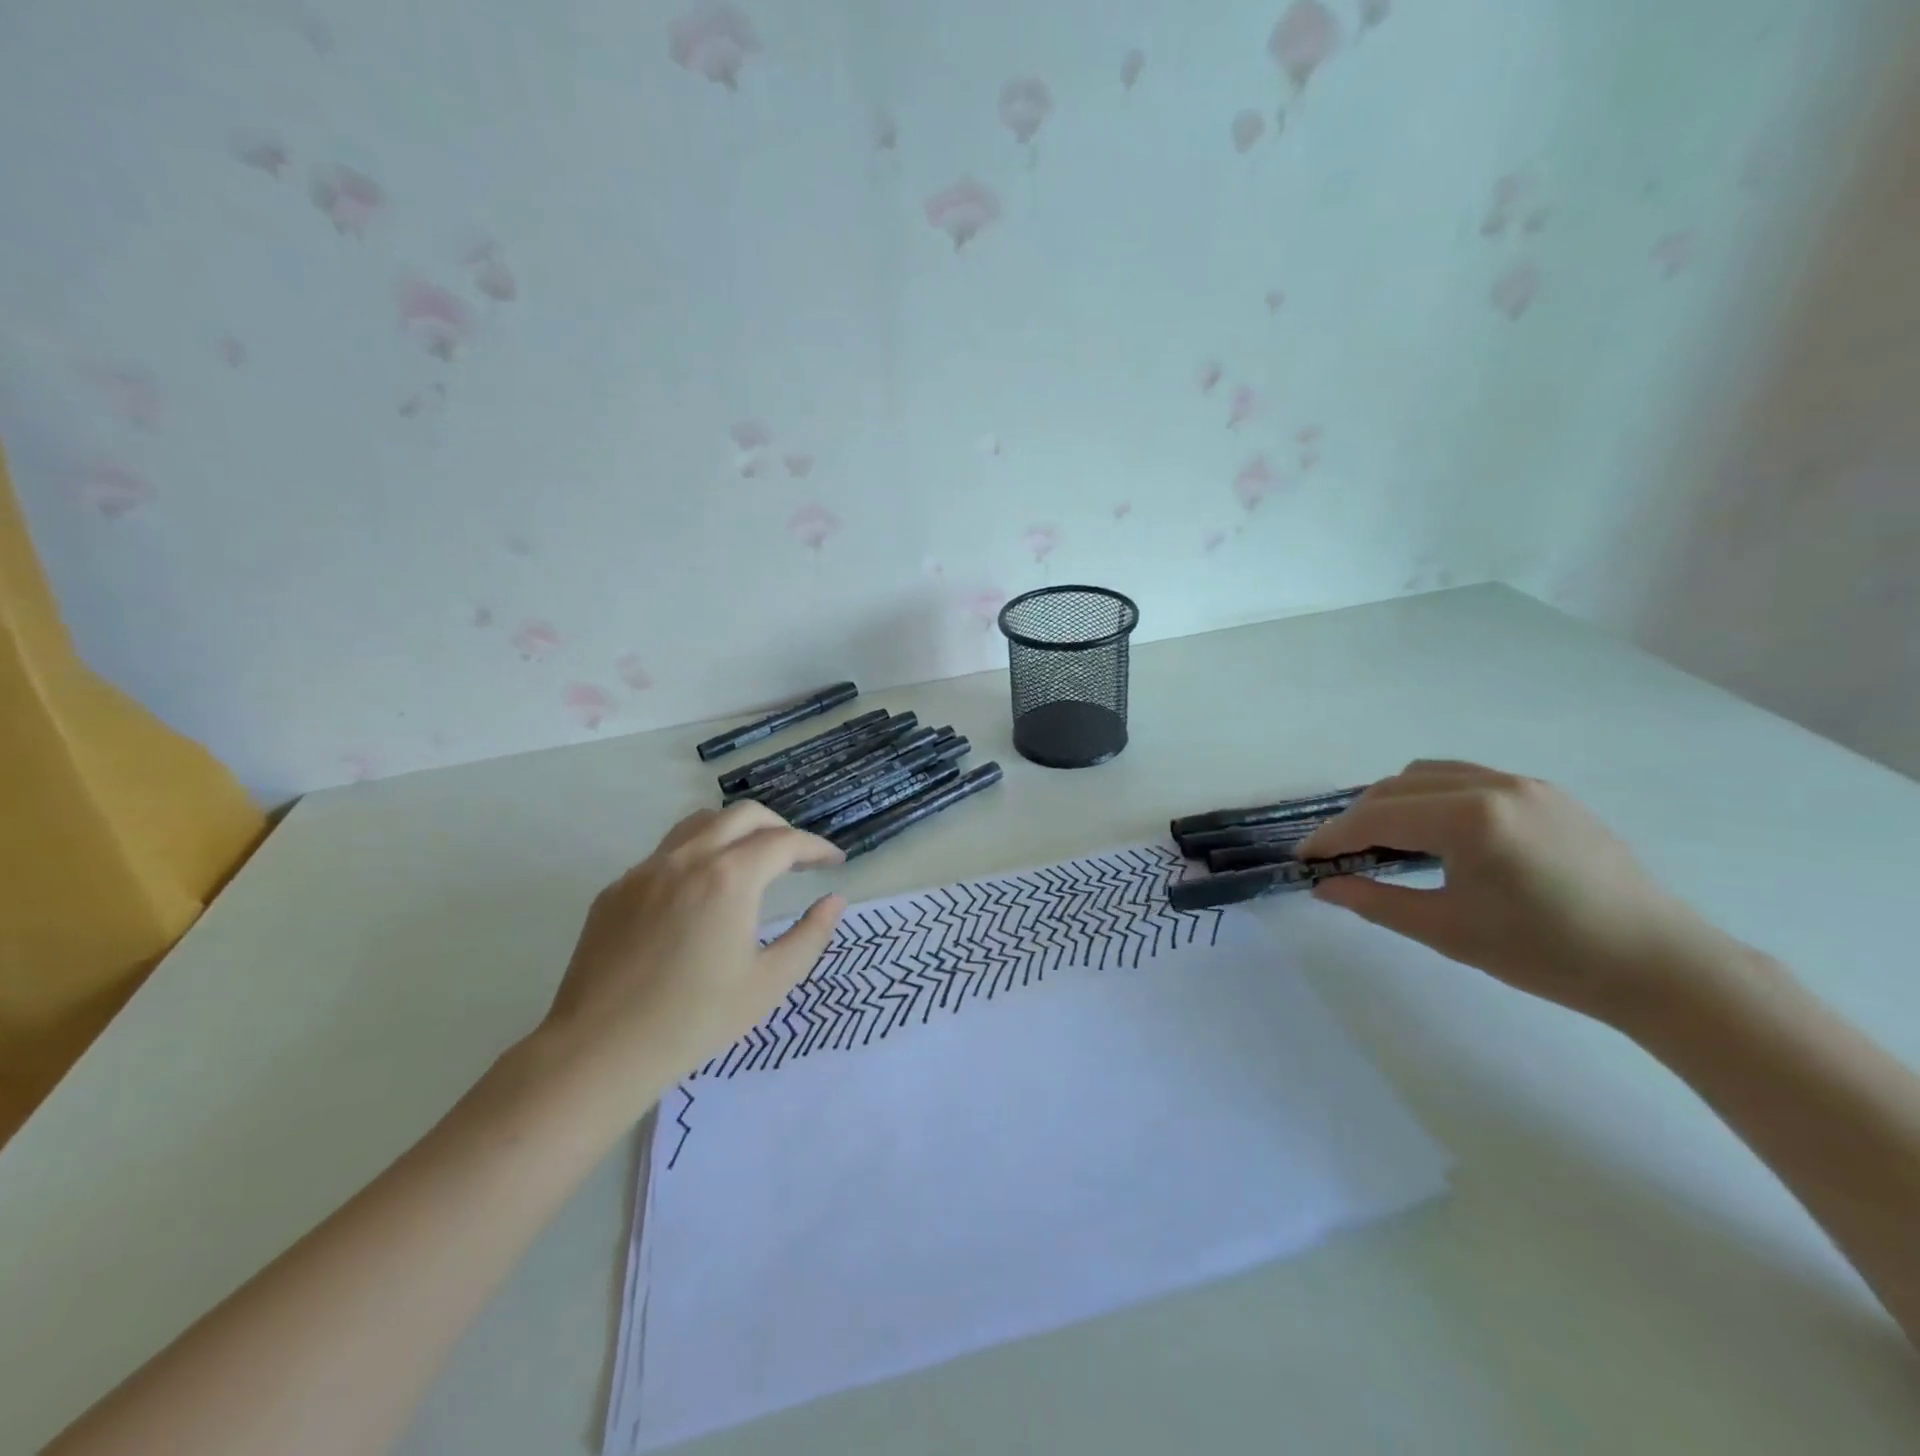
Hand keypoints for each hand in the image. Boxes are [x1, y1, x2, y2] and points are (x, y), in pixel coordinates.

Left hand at [535, 802, 845, 1099]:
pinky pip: (666, 853)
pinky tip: (700, 895)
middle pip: (744, 815)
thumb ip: (810, 935)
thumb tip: (834, 901)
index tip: (835, 861)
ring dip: (736, 831)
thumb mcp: (769, 983)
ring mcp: (645, 871)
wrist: (598, 1052)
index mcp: (729, 878)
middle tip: (798, 858)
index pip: (784, 842)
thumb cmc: (694, 1021)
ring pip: (700, 823)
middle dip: (779, 828)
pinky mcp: (616, 890)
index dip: (816, 847)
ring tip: (752, 861)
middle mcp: (687, 859)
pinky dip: (698, 855)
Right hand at [1298, 760, 1733, 1024]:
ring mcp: (1524, 784)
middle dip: (1358, 818)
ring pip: (1430, 774)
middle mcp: (1494, 785)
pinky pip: (1468, 778)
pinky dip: (1434, 797)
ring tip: (1385, 841)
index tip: (1304, 857)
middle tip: (1340, 856)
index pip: (1377, 816)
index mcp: (1470, 817)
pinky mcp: (1547, 794)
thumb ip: (1375, 902)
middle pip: (1397, 786)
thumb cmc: (1547, 954)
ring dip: (1394, 801)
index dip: (1332, 836)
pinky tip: (1439, 834)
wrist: (1660, 965)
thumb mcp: (1448, 931)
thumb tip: (1325, 887)